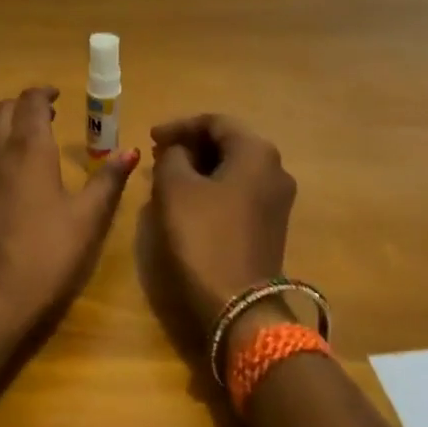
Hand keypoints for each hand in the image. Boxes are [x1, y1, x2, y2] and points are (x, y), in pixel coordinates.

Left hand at [0, 86, 139, 343]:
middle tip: (37, 120)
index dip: (43, 93)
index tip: (55, 97)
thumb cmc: (47, 255)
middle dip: (19, 108)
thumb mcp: (88, 218)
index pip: (32, 102)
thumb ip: (108, 180)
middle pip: (0, 112)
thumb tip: (130, 150)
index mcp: (30, 148)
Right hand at [144, 115, 296, 347]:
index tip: (150, 137)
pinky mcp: (271, 225)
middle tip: (157, 155)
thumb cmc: (203, 236)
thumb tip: (179, 152)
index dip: (179, 126)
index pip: (215, 122)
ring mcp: (277, 200)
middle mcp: (275, 169)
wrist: (238, 304)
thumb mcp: (174, 188)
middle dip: (190, 146)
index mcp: (256, 152)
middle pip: (229, 143)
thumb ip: (172, 157)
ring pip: (233, 169)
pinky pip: (238, 192)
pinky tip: (187, 200)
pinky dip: (212, 188)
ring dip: (200, 168)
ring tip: (167, 177)